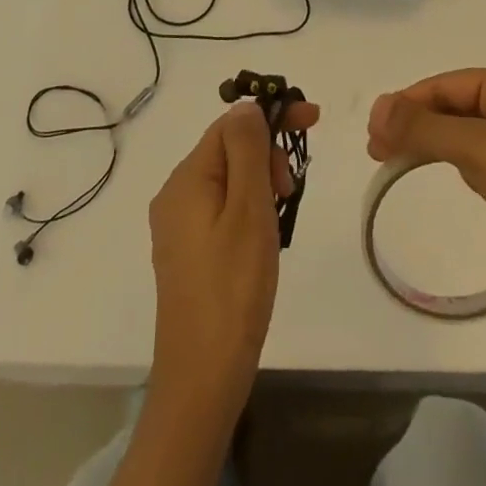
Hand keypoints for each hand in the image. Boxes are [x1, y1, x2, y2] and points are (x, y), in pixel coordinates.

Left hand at [146, 99, 319, 419]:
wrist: (201, 380)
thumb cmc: (232, 289)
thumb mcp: (248, 211)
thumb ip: (248, 150)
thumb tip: (247, 105)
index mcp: (186, 178)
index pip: (231, 124)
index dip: (270, 116)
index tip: (311, 120)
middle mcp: (174, 194)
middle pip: (227, 149)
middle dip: (266, 155)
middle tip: (290, 192)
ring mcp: (176, 226)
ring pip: (227, 180)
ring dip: (259, 184)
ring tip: (279, 220)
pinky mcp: (184, 253)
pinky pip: (220, 208)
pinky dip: (247, 208)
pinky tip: (262, 239)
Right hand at [366, 67, 485, 295]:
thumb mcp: (476, 147)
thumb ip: (423, 127)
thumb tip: (376, 108)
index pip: (446, 84)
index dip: (406, 104)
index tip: (373, 132)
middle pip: (455, 107)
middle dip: (417, 125)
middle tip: (378, 152)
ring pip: (468, 134)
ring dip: (435, 144)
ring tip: (401, 163)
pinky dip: (462, 164)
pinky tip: (456, 178)